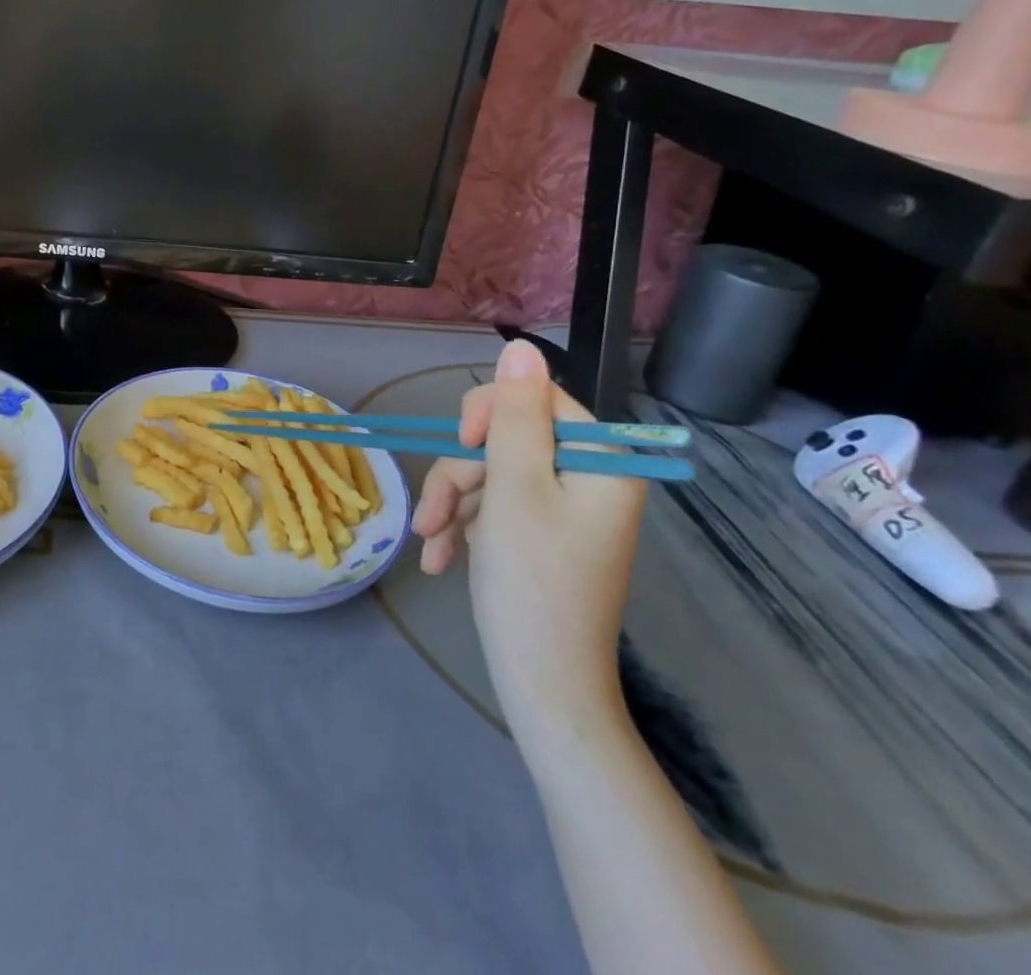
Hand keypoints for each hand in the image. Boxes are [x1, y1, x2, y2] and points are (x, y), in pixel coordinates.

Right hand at [412, 341, 645, 739]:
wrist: (542, 685)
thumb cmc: (532, 583)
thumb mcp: (515, 488)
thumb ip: (514, 415)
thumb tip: (521, 345)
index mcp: (600, 460)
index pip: (536, 398)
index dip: (488, 414)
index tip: (461, 446)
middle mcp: (588, 477)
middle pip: (505, 438)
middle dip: (460, 474)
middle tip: (434, 515)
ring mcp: (564, 508)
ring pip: (490, 472)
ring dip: (452, 504)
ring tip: (430, 545)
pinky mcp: (541, 533)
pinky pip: (494, 505)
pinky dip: (463, 526)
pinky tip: (441, 558)